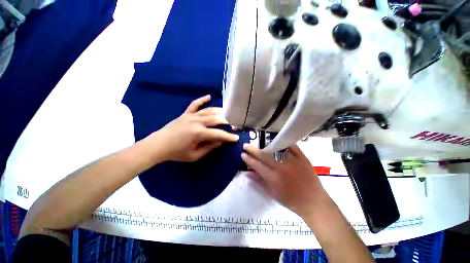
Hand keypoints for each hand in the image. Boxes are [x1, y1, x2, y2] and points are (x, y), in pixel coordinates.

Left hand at [152, 95, 238, 161]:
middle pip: (216, 119)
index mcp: (198, 133)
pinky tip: (209, 96)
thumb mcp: (195, 155)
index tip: (236, 138)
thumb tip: (220, 141)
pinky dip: (202, 100)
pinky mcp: (186, 113)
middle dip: (227, 121)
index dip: (228, 137)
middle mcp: (196, 121)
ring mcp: (191, 116)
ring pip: (209, 111)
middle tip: (234, 124)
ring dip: (219, 111)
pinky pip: (195, 104)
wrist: (158, 145)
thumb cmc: (176, 153)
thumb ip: (209, 147)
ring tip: (227, 113)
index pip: (218, 134)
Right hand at [241, 144, 328, 217]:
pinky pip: (291, 146)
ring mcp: (293, 161)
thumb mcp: (272, 193)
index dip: (248, 159)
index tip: (243, 154)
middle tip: (246, 146)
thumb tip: (248, 172)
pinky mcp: (302, 158)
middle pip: (264, 155)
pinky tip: (276, 142)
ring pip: (275, 149)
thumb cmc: (291, 200)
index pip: (257, 165)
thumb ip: (259, 181)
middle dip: (253, 150)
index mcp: (274, 179)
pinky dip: (283, 143)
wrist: (313, 202)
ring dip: (265, 147)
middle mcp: (282, 168)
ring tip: (259, 146)